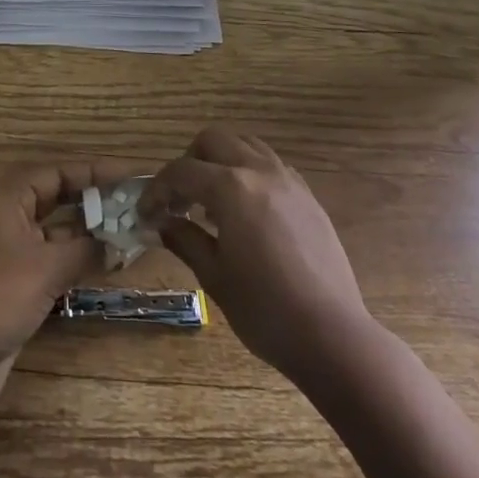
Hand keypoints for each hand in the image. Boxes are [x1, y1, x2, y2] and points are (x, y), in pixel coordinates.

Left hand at [0, 160, 131, 404]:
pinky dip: (78, 256)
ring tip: (128, 230)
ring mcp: (12, 249)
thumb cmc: (0, 295)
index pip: (57, 172)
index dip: (94, 171)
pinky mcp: (17, 280)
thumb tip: (120, 242)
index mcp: (8, 198)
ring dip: (89, 230)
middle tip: (131, 201)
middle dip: (93, 198)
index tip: (129, 174)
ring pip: (57, 229)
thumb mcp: (48, 267)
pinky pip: (54, 256)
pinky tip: (107, 262)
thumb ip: (87, 249)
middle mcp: (9, 216)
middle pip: (57, 196)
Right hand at [142, 125, 370, 383]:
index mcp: (230, 187)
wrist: (333, 337)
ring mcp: (288, 180)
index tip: (145, 213)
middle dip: (188, 162)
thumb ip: (184, 240)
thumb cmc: (265, 310)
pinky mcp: (308, 196)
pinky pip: (271, 165)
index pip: (181, 172)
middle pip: (213, 140)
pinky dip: (249, 172)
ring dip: (221, 160)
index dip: (156, 190)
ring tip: (212, 200)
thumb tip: (160, 224)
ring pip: (245, 144)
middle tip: (179, 199)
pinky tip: (246, 209)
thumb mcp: (214, 277)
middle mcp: (258, 170)